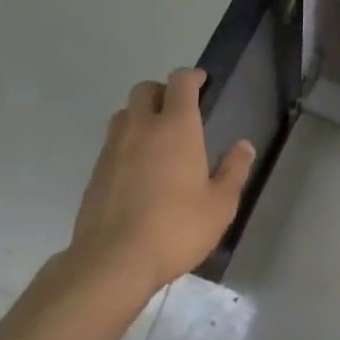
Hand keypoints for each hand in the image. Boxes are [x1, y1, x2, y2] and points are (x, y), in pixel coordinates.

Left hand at [66, 68, 255, 295]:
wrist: (112, 262)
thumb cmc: (175, 228)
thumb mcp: (220, 205)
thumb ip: (234, 170)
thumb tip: (244, 146)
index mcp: (176, 125)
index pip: (180, 81)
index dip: (192, 77)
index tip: (202, 83)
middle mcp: (142, 126)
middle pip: (146, 89)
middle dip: (162, 92)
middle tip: (177, 113)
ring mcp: (113, 148)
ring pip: (124, 113)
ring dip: (140, 116)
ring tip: (155, 140)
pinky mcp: (95, 172)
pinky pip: (112, 143)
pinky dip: (125, 145)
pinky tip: (136, 172)